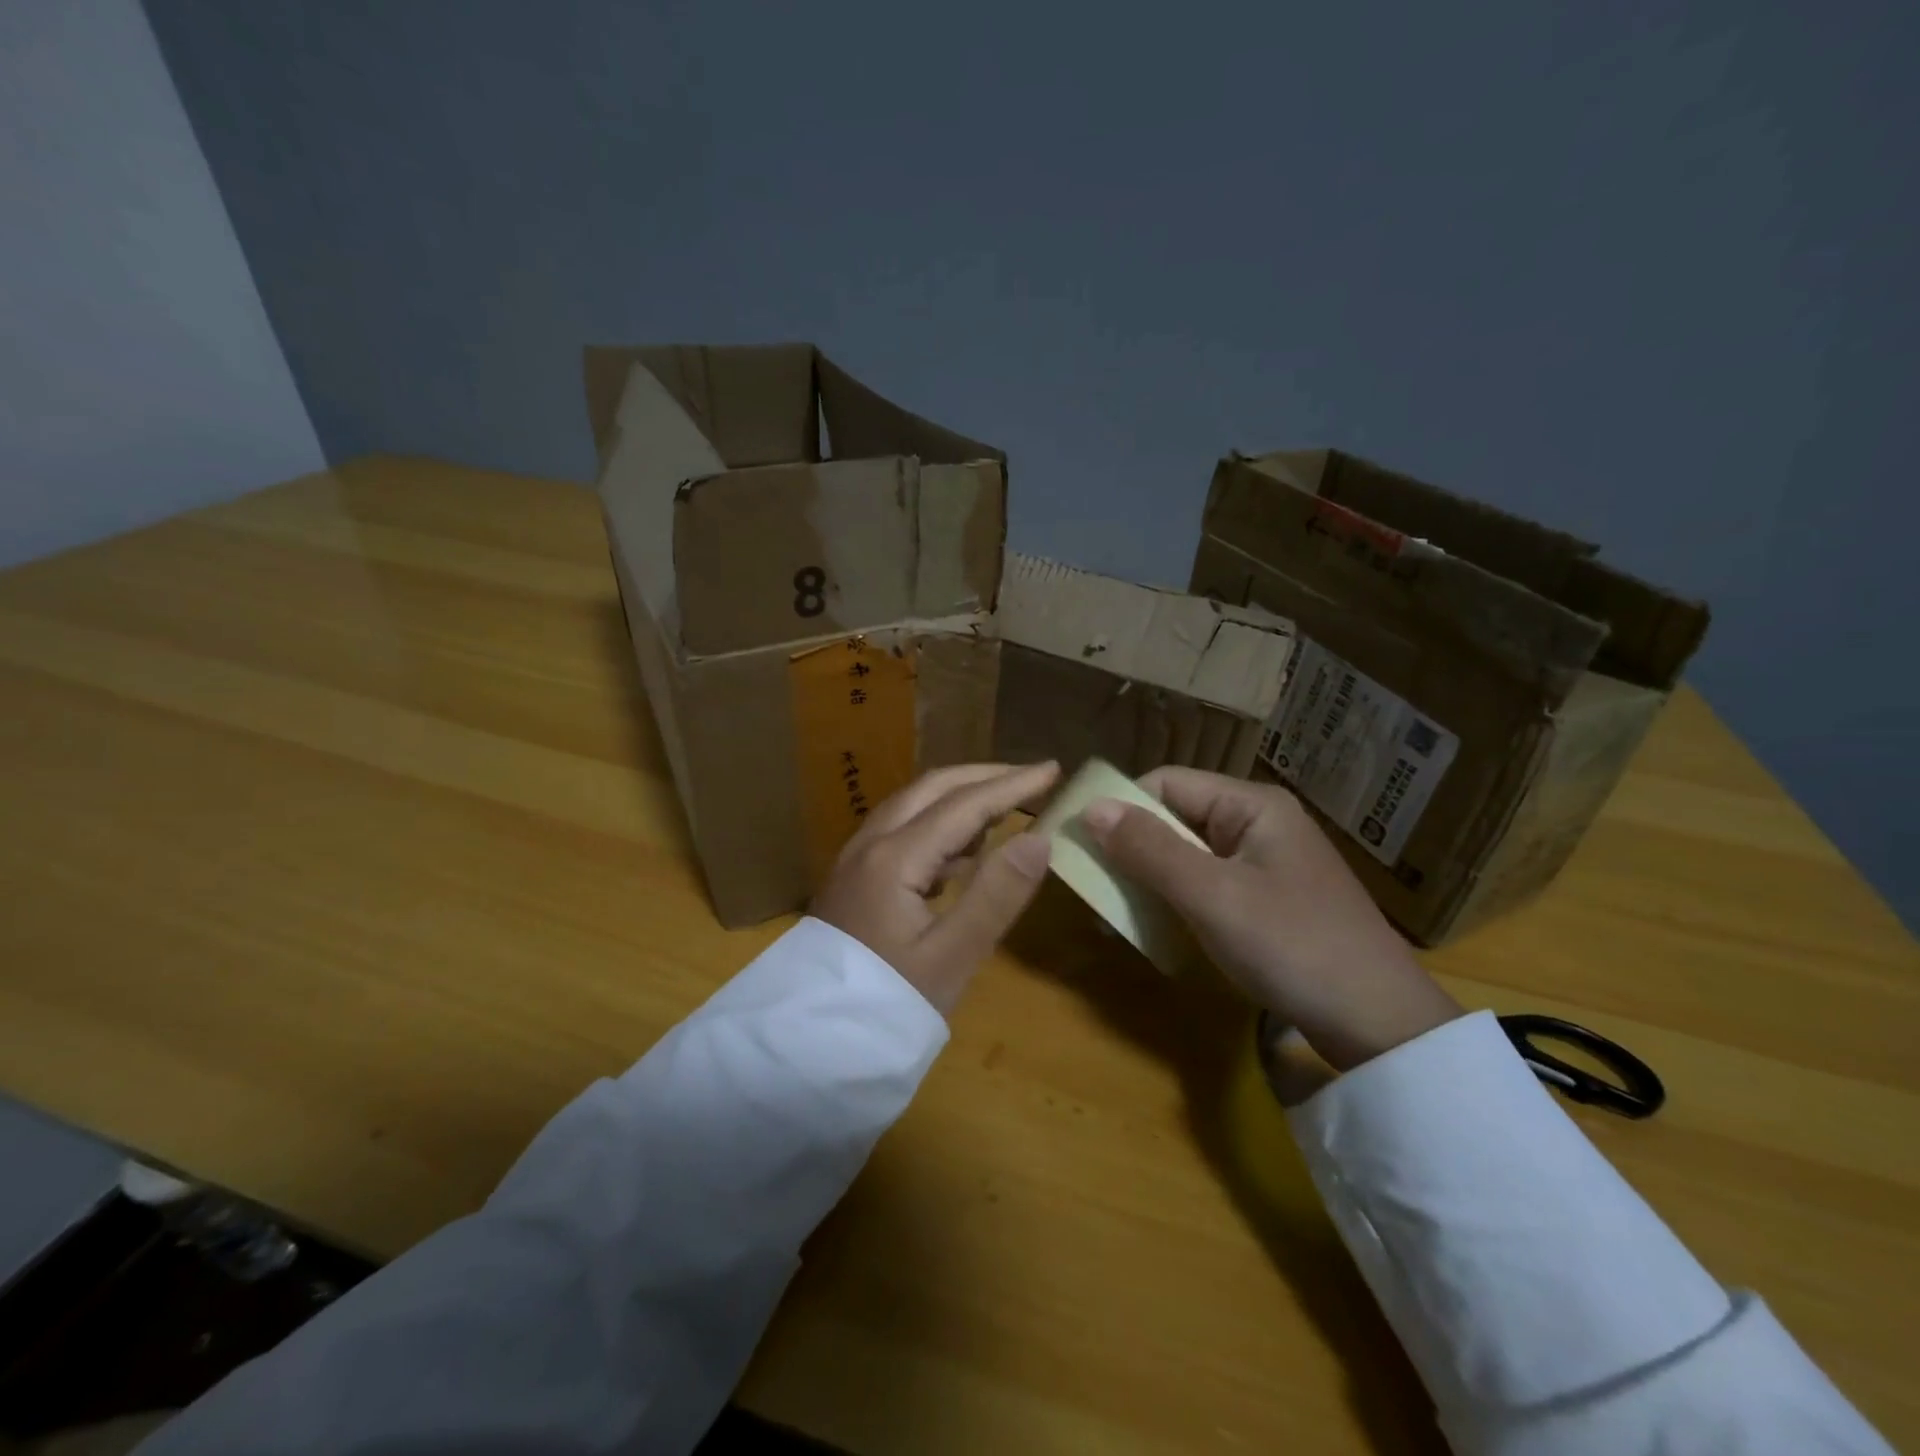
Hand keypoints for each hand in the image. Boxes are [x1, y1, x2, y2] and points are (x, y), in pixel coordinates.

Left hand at [812, 762, 1060, 1015]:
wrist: (811, 1044)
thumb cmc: (887, 1003)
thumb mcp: (951, 958)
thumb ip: (996, 895)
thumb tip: (1040, 839)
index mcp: (895, 857)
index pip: (963, 804)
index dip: (1012, 785)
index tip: (1053, 770)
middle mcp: (871, 843)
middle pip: (932, 788)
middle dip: (984, 777)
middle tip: (1031, 779)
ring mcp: (856, 858)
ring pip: (913, 805)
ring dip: (960, 796)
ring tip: (1005, 806)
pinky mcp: (854, 878)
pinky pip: (901, 830)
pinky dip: (938, 823)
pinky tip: (962, 850)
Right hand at [1081, 768, 1462, 1071]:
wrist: (1381, 1025)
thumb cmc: (1292, 946)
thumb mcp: (1211, 896)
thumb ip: (1149, 849)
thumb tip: (1090, 808)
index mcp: (1251, 805)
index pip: (1167, 783)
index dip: (1121, 808)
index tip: (1083, 847)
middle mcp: (1259, 823)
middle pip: (1177, 817)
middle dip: (1133, 849)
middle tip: (1095, 888)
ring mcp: (1267, 862)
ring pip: (1188, 854)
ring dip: (1151, 878)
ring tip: (1119, 913)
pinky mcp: (1270, 898)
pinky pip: (1208, 883)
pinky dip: (1178, 900)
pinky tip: (1160, 928)